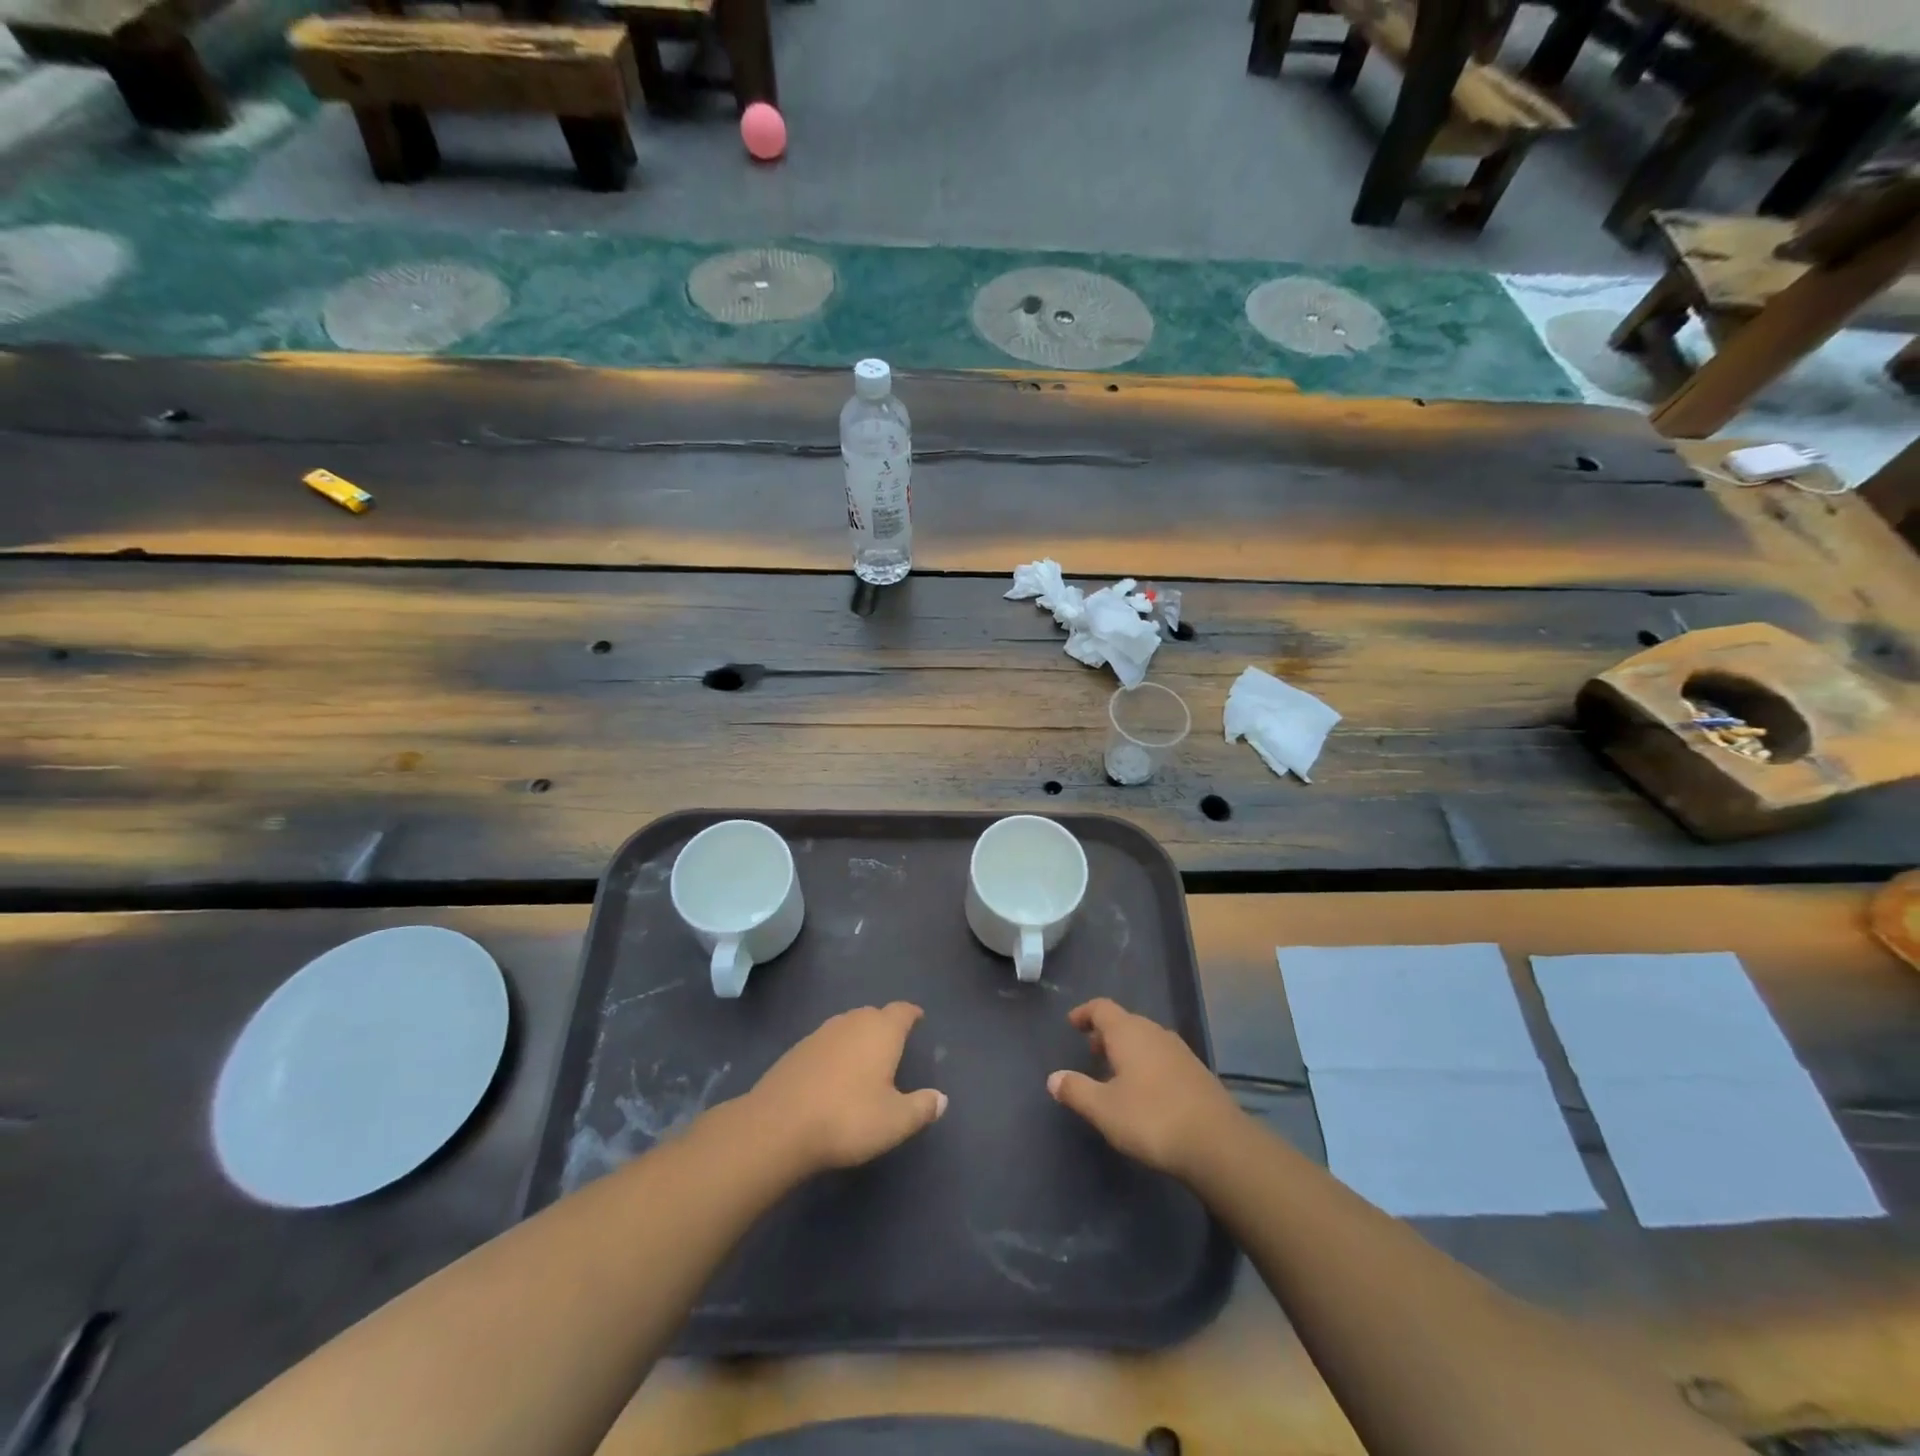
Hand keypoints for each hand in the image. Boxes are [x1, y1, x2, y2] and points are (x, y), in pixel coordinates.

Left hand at [748, 1002, 947, 1173]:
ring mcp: (820, 1033)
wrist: (778, 1126)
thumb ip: (922, 1107)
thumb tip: (941, 1098)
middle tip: (893, 1044)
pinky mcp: (796, 1050)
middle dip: (885, 1025)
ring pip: (847, 1026)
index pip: (902, 1011)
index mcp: (881, 1031)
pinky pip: (826, 1043)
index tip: (918, 1018)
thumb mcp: (895, 1121)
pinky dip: (835, 1052)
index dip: (911, 1014)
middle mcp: (852, 1022)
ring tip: (865, 1059)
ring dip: (858, 1037)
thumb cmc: (848, 1118)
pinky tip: (833, 1074)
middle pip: (873, 1014)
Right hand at [1048, 998, 1242, 1180]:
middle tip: (1090, 1050)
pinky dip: (1146, 1062)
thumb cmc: (1152, 1119)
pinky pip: (1162, 1056)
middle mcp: (1154, 1032)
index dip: (1085, 1013)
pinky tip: (1145, 1090)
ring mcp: (1179, 1051)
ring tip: (1114, 1071)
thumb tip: (1053, 1078)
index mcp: (1129, 1032)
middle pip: (1125, 1021)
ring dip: (1127, 1048)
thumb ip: (1076, 1090)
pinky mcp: (1196, 1072)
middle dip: (1105, 1033)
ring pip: (1146, 1038)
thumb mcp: (1104, 1109)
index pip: (1102, 1007)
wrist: (1218, 1144)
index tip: (1072, 1023)